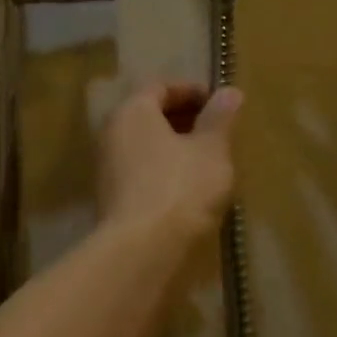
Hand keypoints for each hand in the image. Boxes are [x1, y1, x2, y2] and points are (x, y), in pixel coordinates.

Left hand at [96, 82, 241, 244]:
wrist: (141, 249)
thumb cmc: (180, 188)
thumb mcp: (211, 150)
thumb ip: (219, 119)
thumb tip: (230, 91)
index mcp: (133, 111)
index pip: (160, 86)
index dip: (191, 91)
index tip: (220, 104)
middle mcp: (112, 131)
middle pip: (149, 114)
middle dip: (183, 118)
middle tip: (216, 131)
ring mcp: (106, 164)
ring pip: (144, 144)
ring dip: (174, 146)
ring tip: (207, 160)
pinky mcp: (110, 195)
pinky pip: (139, 169)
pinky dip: (162, 168)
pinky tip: (187, 188)